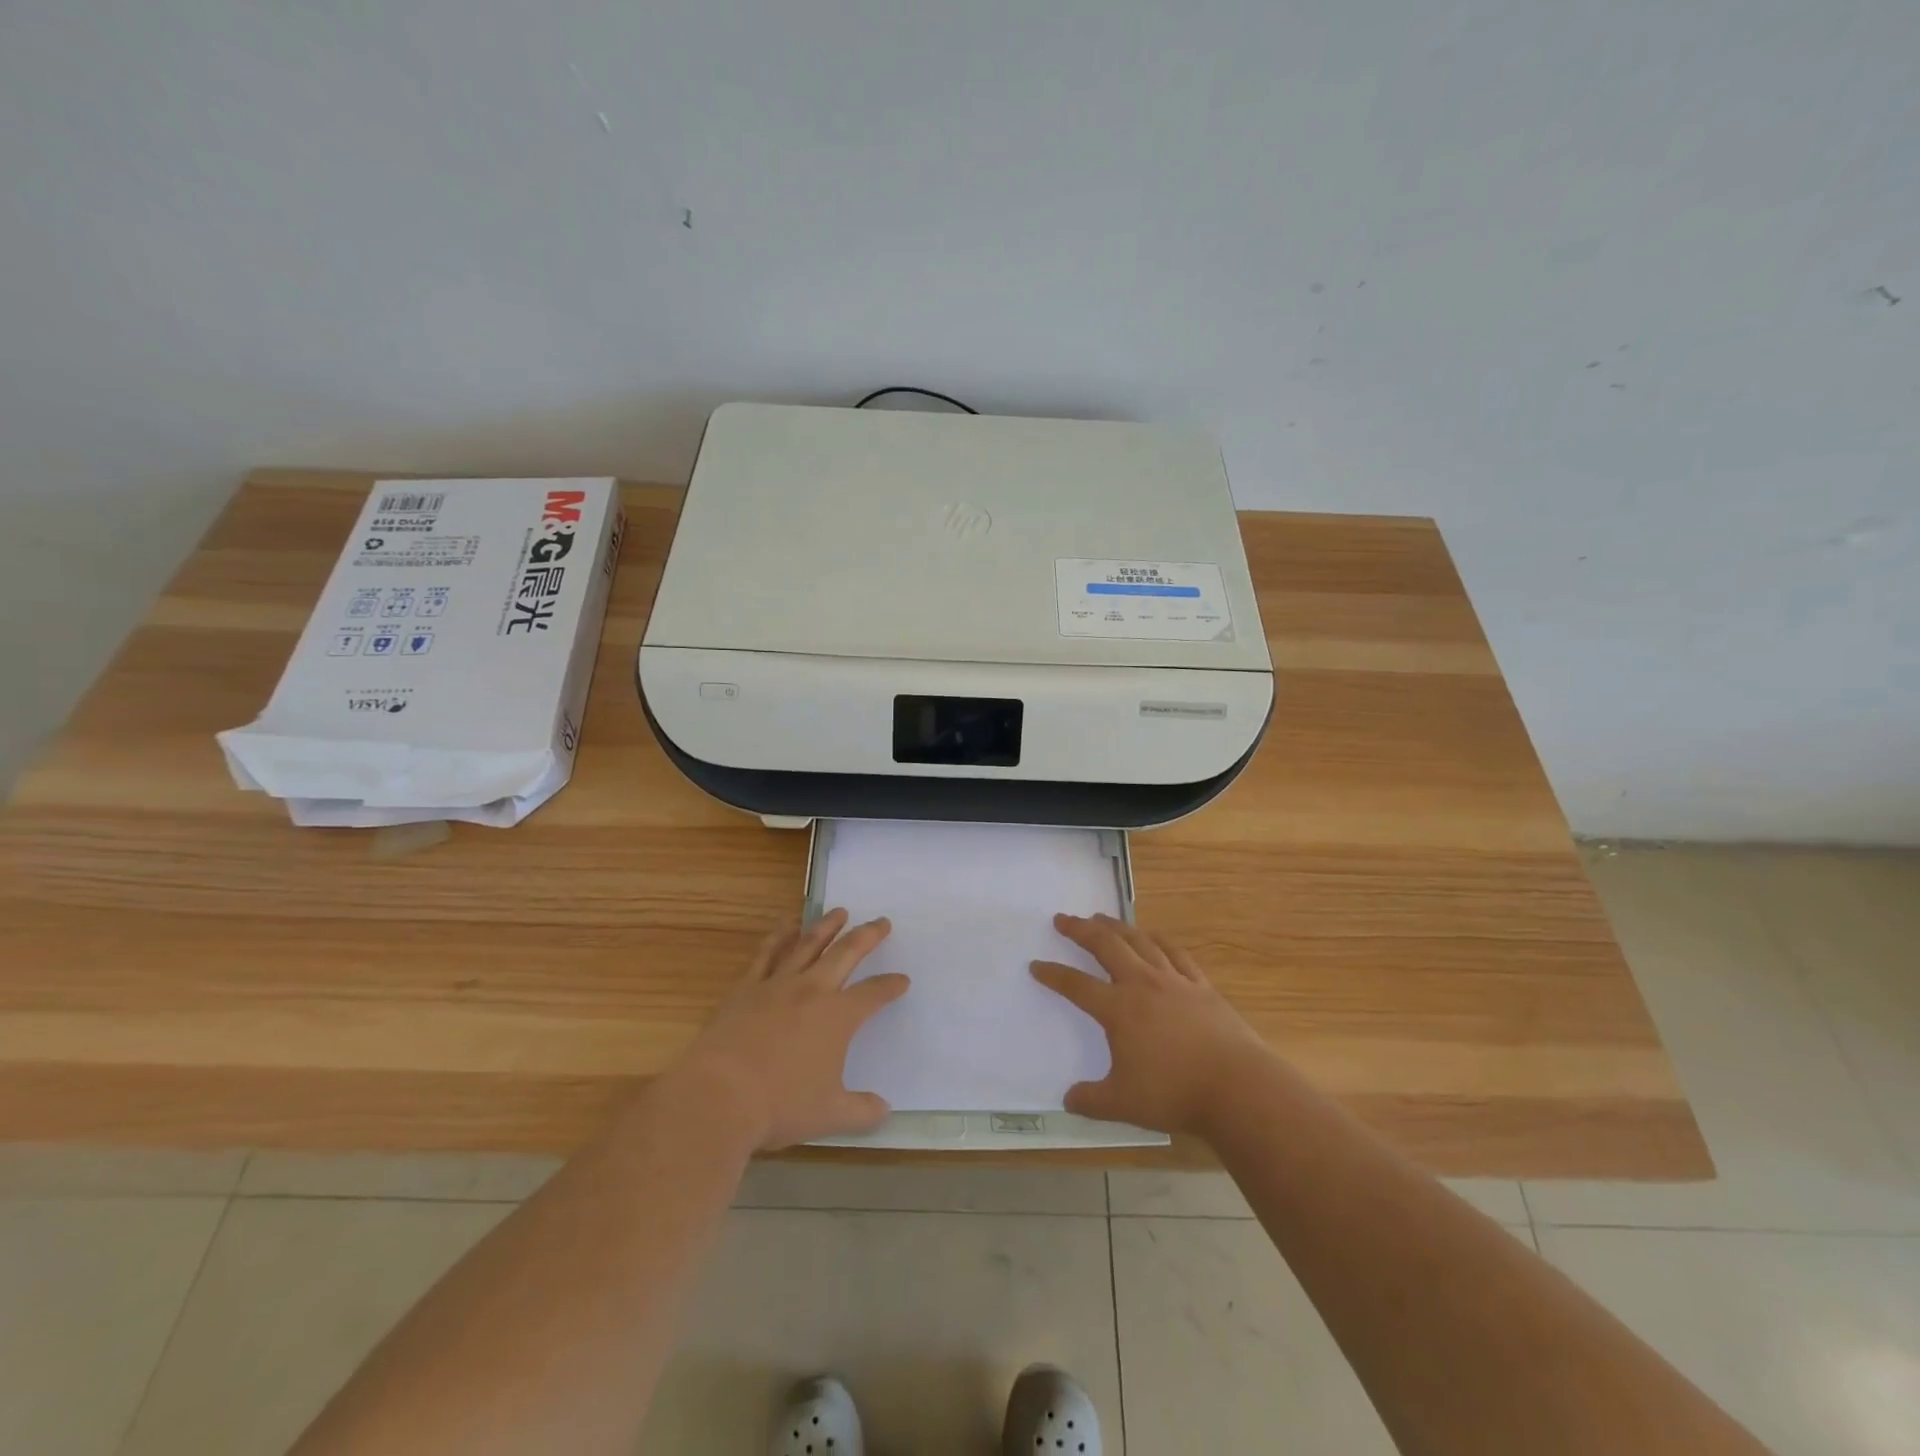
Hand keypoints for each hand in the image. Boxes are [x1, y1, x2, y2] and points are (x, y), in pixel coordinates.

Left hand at [671, 909, 908, 1150]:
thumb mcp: (829, 1116)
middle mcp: (812, 991)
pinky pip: (766, 953)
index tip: (902, 980)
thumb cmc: (779, 1106)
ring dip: (826, 926)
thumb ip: (861, 1111)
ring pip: (808, 945)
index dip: (890, 986)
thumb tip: (885, 1109)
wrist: (718, 1096)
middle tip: (881, 921)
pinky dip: (779, 935)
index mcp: (838, 1017)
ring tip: (839, 912)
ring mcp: (777, 985)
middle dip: (867, 937)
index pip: (873, 993)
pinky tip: (786, 924)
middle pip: (846, 954)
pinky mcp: (745, 988)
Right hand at [1030, 913, 1269, 1136]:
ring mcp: (1174, 981)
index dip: (1053, 974)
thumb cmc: (1174, 1094)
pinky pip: (1176, 954)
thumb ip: (1091, 1100)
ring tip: (1102, 918)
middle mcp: (1142, 985)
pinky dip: (1159, 940)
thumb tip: (1068, 1100)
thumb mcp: (1122, 1104)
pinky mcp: (1201, 987)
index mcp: (1118, 1009)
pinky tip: (1153, 936)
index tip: (1036, 965)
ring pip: (1140, 942)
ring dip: (1117, 927)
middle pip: (1106, 946)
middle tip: (1063, 919)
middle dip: (1081, 930)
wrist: (1237, 1087)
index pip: (1076, 985)